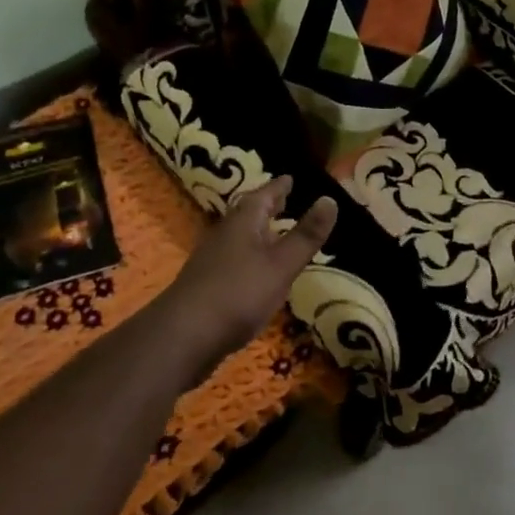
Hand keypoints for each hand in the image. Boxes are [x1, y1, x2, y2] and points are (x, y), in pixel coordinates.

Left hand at [163, 175, 336, 375]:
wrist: (183, 336)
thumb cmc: (238, 293)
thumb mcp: (281, 264)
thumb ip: (306, 235)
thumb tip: (330, 199)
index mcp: (243, 222)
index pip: (263, 195)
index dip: (279, 187)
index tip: (290, 178)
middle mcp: (225, 234)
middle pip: (248, 213)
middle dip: (267, 206)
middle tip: (284, 199)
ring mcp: (212, 260)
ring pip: (240, 237)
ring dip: (258, 232)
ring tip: (275, 232)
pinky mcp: (207, 285)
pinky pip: (234, 259)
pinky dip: (250, 256)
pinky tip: (256, 271)